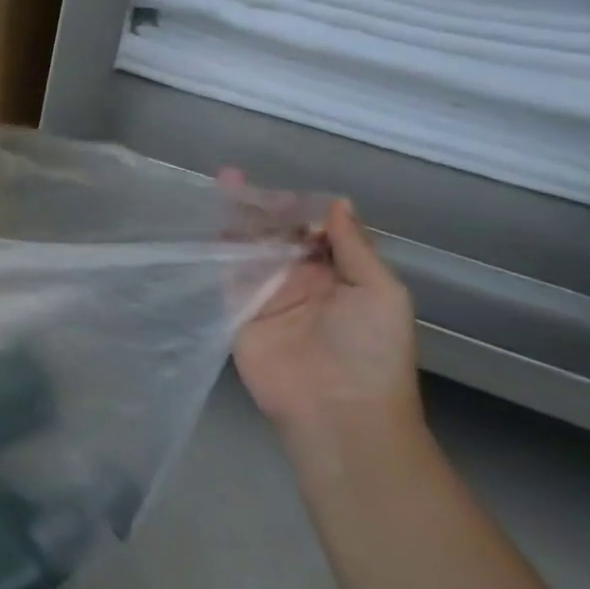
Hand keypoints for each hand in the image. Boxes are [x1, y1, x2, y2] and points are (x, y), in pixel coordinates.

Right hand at [229, 190, 422, 444]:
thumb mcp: (382, 294)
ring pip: (247, 247)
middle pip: (275, 233)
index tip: (281, 189)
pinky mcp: (238, 310)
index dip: (299, 207)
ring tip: (220, 187)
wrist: (337, 410)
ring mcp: (266, 294)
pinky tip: (208, 226)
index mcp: (338, 274)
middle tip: (236, 177)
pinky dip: (216, 249)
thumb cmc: (371, 351)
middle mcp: (300, 279)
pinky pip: (225, 274)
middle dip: (259, 205)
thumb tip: (338, 203)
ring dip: (235, 219)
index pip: (314, 230)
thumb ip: (355, 248)